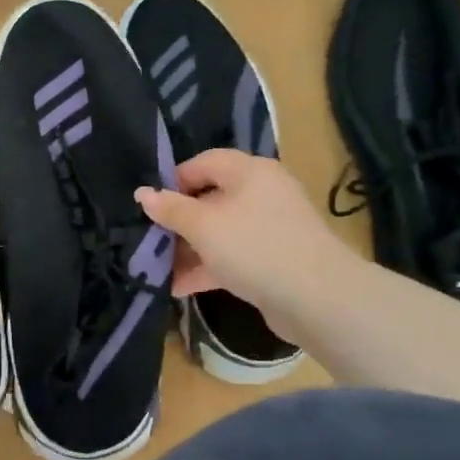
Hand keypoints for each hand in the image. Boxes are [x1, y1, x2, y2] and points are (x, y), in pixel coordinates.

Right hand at [134, 150, 343, 329]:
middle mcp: (262, 193)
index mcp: (249, 172)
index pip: (203, 162)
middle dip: (177, 222)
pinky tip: (179, 288)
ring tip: (158, 270)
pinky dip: (207, 267)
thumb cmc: (254, 248)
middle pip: (210, 199)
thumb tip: (142, 193)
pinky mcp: (272, 259)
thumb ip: (170, 209)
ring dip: (188, 250)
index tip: (149, 207)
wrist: (316, 297)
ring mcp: (269, 228)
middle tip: (149, 241)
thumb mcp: (203, 226)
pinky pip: (232, 256)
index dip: (173, 181)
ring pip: (219, 231)